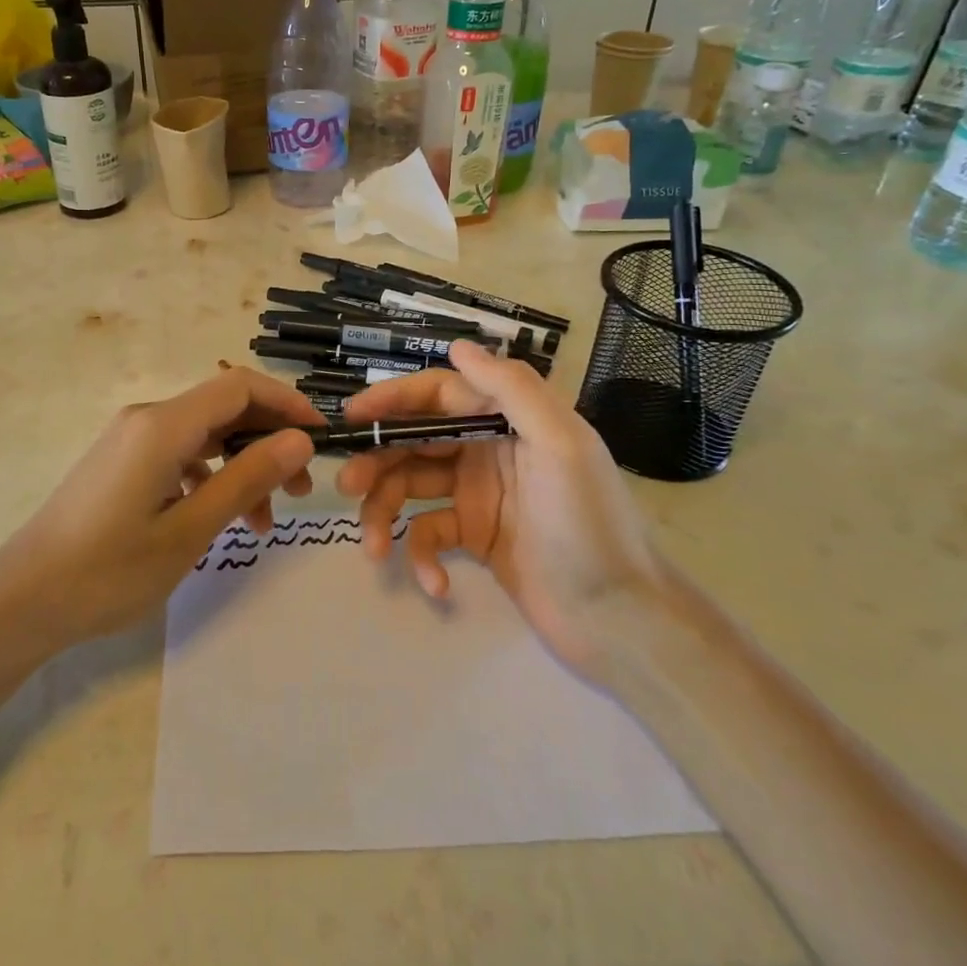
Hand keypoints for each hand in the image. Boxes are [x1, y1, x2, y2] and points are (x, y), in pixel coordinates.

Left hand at [0, 368, 323, 653]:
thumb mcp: (189, 530)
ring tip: (264, 522)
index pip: (240, 387)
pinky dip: (210, 480)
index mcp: (163, 425)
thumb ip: (247, 479)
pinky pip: (180, 456)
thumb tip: (300, 441)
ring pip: (204, 437)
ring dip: (242, 468)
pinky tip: (219, 519)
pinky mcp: (122, 464)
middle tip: (302, 489)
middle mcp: (147, 419)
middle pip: (224, 409)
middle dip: (269, 441)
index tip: (322, 437)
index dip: (287, 404)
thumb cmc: (108, 571)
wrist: (22, 602)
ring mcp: (130, 441)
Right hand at [335, 339, 657, 677]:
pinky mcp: (474, 538)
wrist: (619, 619)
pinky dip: (423, 558)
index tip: (354, 415)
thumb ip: (512, 390)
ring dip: (385, 513)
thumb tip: (457, 346)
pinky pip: (429, 535)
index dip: (394, 399)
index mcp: (508, 421)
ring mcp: (477, 496)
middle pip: (415, 442)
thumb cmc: (589, 525)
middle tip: (347, 484)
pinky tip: (435, 584)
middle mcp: (488, 450)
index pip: (439, 395)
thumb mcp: (560, 445)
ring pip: (411, 488)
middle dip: (378, 460)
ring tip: (372, 546)